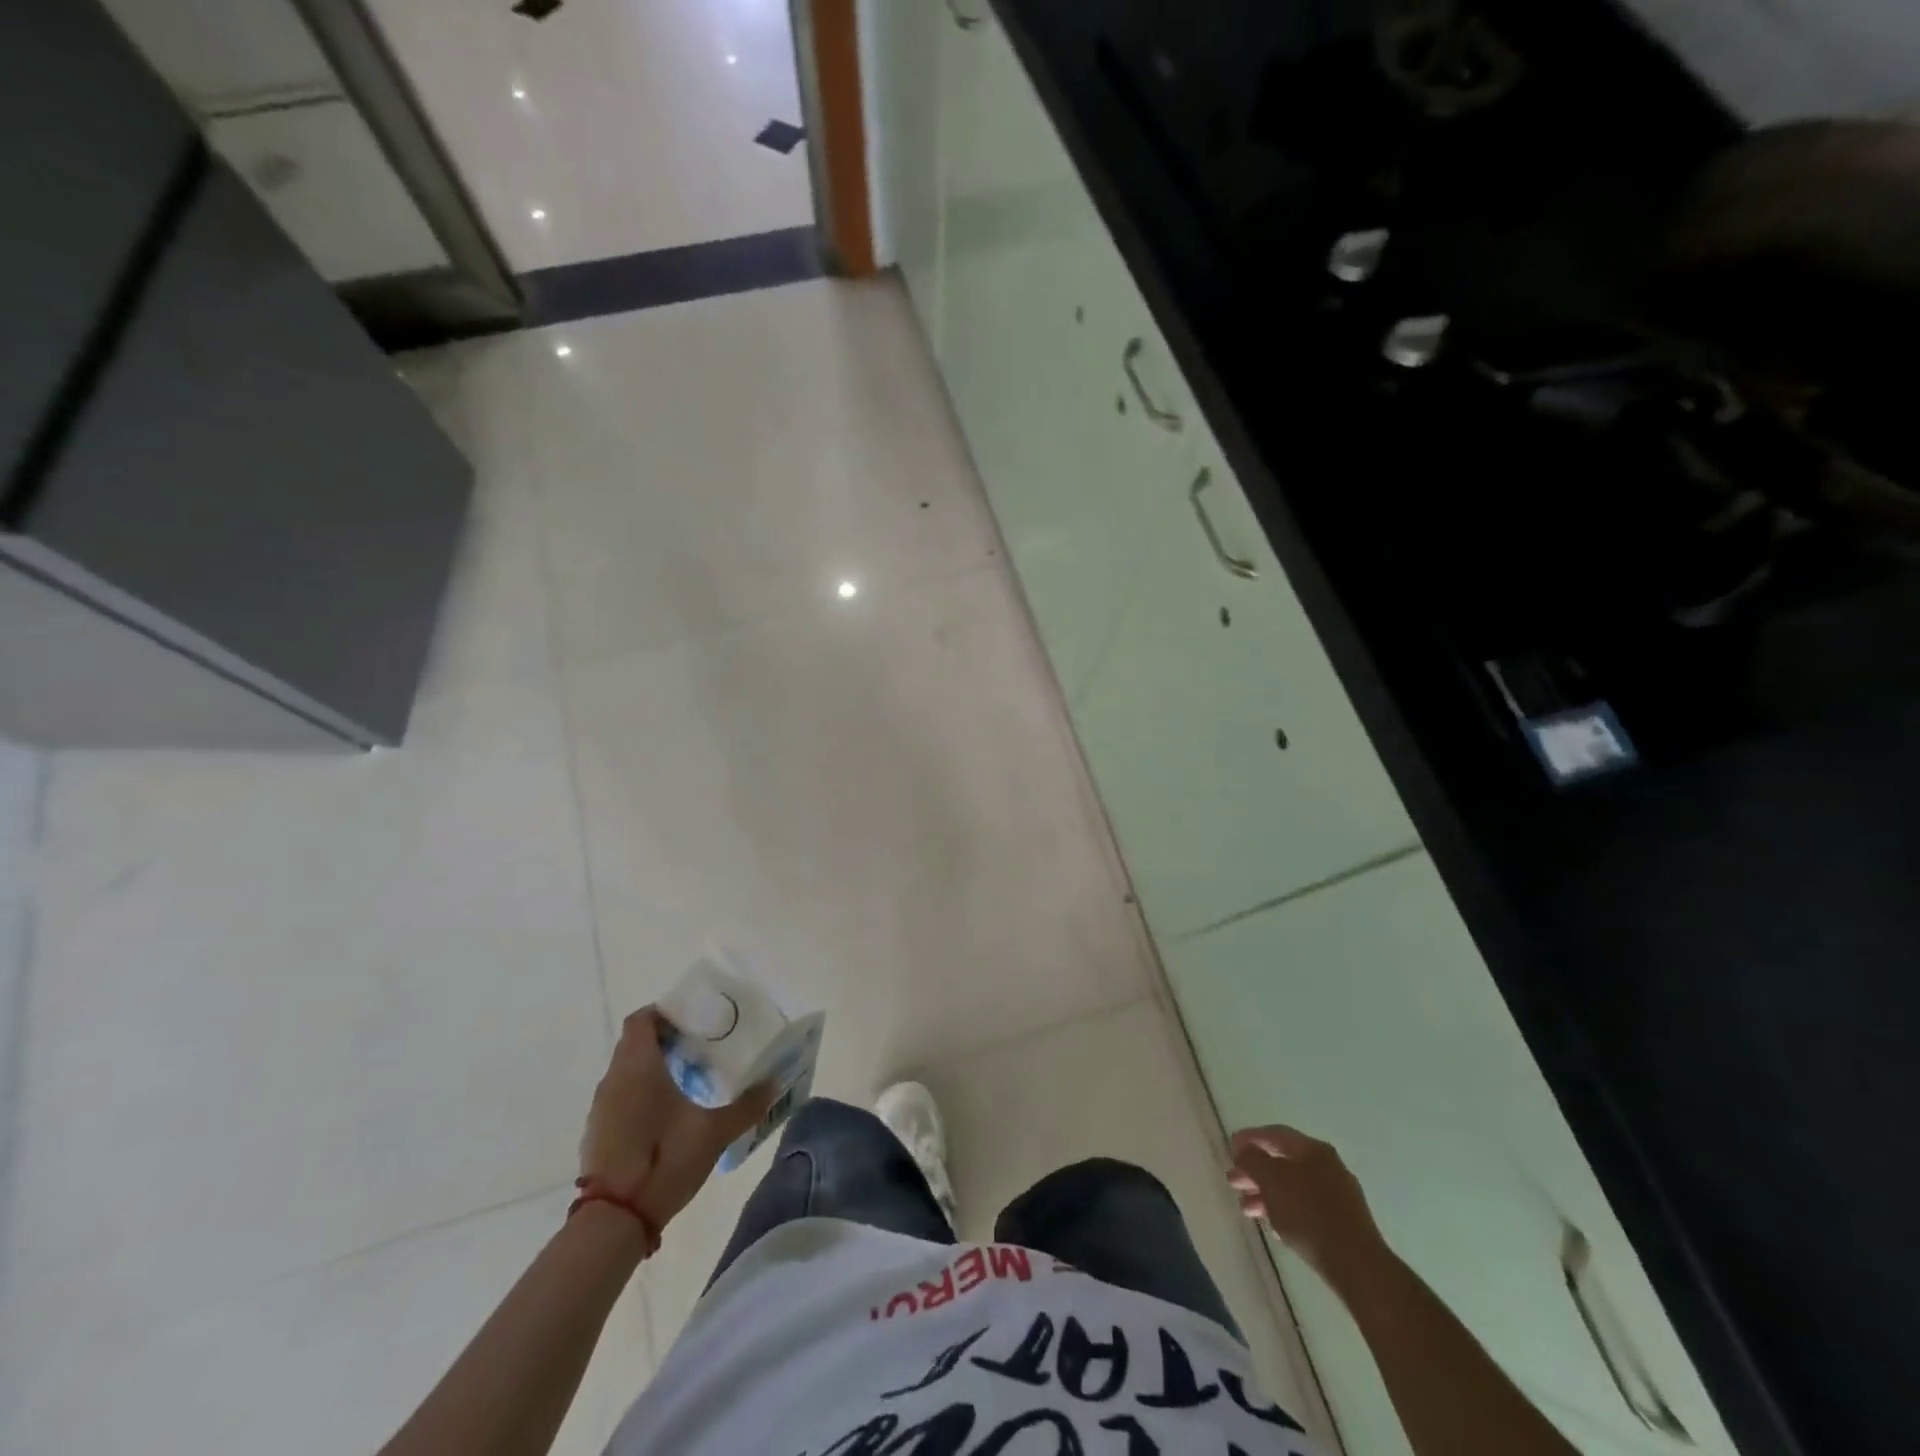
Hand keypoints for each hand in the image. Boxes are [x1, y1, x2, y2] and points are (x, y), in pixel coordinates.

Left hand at [580, 1007, 774, 1234]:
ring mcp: (601, 1109)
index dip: (664, 1012)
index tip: (693, 1017)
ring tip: (689, 1078)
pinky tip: (667, 1114)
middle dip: (665, 1039)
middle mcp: (614, 1080)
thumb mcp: (714, 1133)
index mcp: (638, 1067)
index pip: (641, 1019)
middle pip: (635, 1043)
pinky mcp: (597, 1134)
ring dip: (652, 1068)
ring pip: (626, 1071)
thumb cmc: (663, 1160)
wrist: (613, 1220)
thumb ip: (746, 1105)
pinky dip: (640, 1094)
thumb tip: (774, 1082)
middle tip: (701, 1045)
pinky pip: (620, 1097)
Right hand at [1228, 1124, 1389, 1288]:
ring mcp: (1339, 1196)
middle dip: (1255, 1171)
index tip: (1230, 1148)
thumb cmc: (1309, 1214)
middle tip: (1232, 1181)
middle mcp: (1328, 1167)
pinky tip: (1274, 1227)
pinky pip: (1306, 1209)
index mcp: (1313, 1150)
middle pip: (1283, 1162)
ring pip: (1293, 1188)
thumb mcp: (1271, 1180)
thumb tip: (1243, 1149)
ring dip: (1267, 1194)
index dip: (1249, 1138)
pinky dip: (1285, 1212)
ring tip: (1246, 1209)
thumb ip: (1252, 1159)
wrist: (1357, 1267)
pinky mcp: (1343, 1224)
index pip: (1275, 1134)